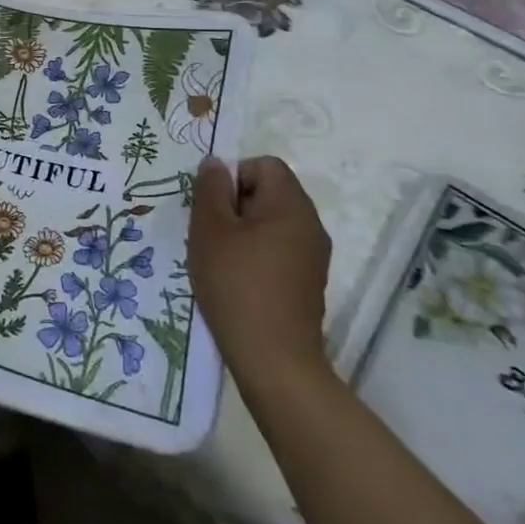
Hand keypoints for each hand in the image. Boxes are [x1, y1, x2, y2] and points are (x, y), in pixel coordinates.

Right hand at [189, 156, 332, 385]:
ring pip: (272, 221)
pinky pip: (280, 247)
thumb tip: (216, 164)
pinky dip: (257, 253)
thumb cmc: (236, 284)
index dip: (234, 177)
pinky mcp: (309, 281)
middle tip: (212, 233)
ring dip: (244, 230)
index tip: (214, 208)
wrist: (274, 359)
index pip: (264, 165)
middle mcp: (310, 224)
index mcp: (291, 205)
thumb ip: (210, 189)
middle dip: (236, 204)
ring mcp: (314, 255)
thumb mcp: (210, 229)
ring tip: (222, 258)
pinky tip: (239, 280)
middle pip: (270, 191)